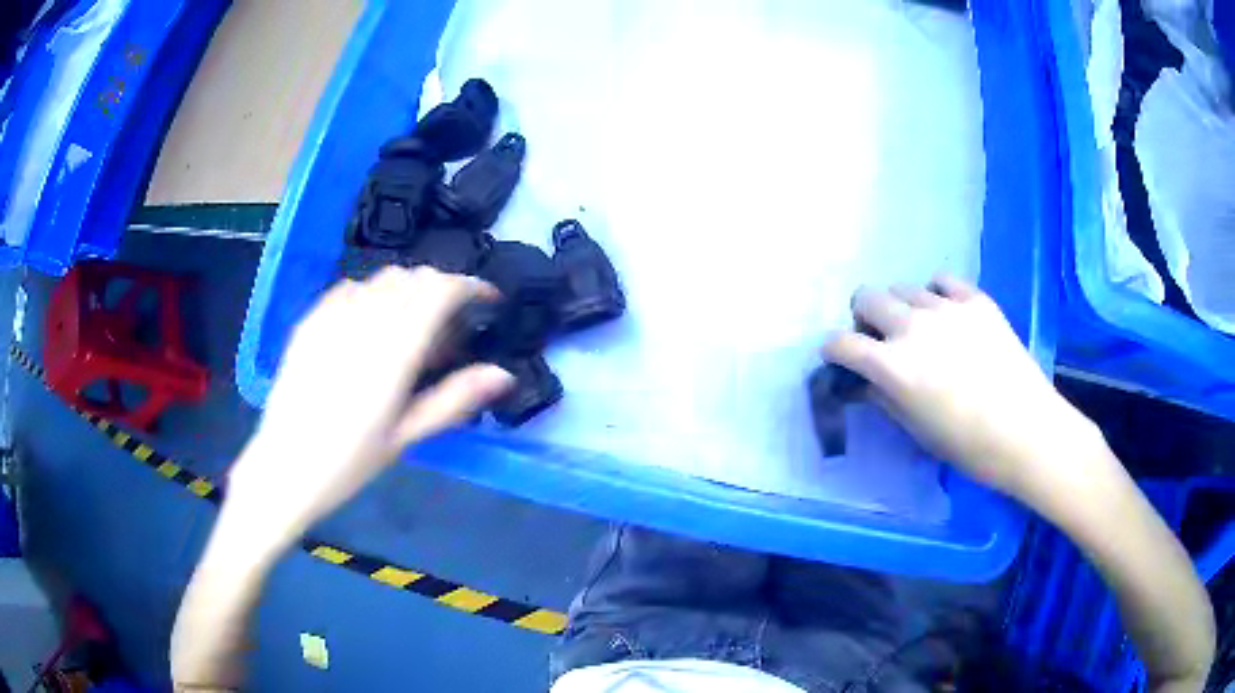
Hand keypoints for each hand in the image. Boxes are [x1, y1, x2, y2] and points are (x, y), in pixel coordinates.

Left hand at [227, 267, 514, 550]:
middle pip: (414, 277)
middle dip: (442, 289)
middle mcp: (364, 321)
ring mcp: (331, 317)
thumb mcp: (405, 437)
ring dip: (408, 290)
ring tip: (409, 327)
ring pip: (382, 278)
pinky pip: (350, 288)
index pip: (440, 291)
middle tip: (450, 326)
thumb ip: (453, 399)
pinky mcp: (309, 321)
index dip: (471, 287)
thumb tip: (502, 375)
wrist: (284, 467)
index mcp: (393, 352)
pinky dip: (372, 295)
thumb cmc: (349, 462)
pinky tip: (369, 327)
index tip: (487, 301)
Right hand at [823, 275, 1100, 500]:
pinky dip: (936, 295)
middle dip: (864, 318)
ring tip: (920, 330)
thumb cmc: (967, 445)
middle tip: (881, 341)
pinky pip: (942, 282)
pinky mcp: (976, 300)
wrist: (1027, 431)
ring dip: (901, 308)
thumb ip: (883, 398)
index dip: (834, 351)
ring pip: (903, 287)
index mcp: (893, 366)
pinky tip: (948, 316)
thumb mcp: (916, 430)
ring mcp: (946, 308)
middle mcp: (913, 327)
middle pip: (866, 296)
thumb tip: (864, 382)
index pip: (843, 343)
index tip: (840, 359)